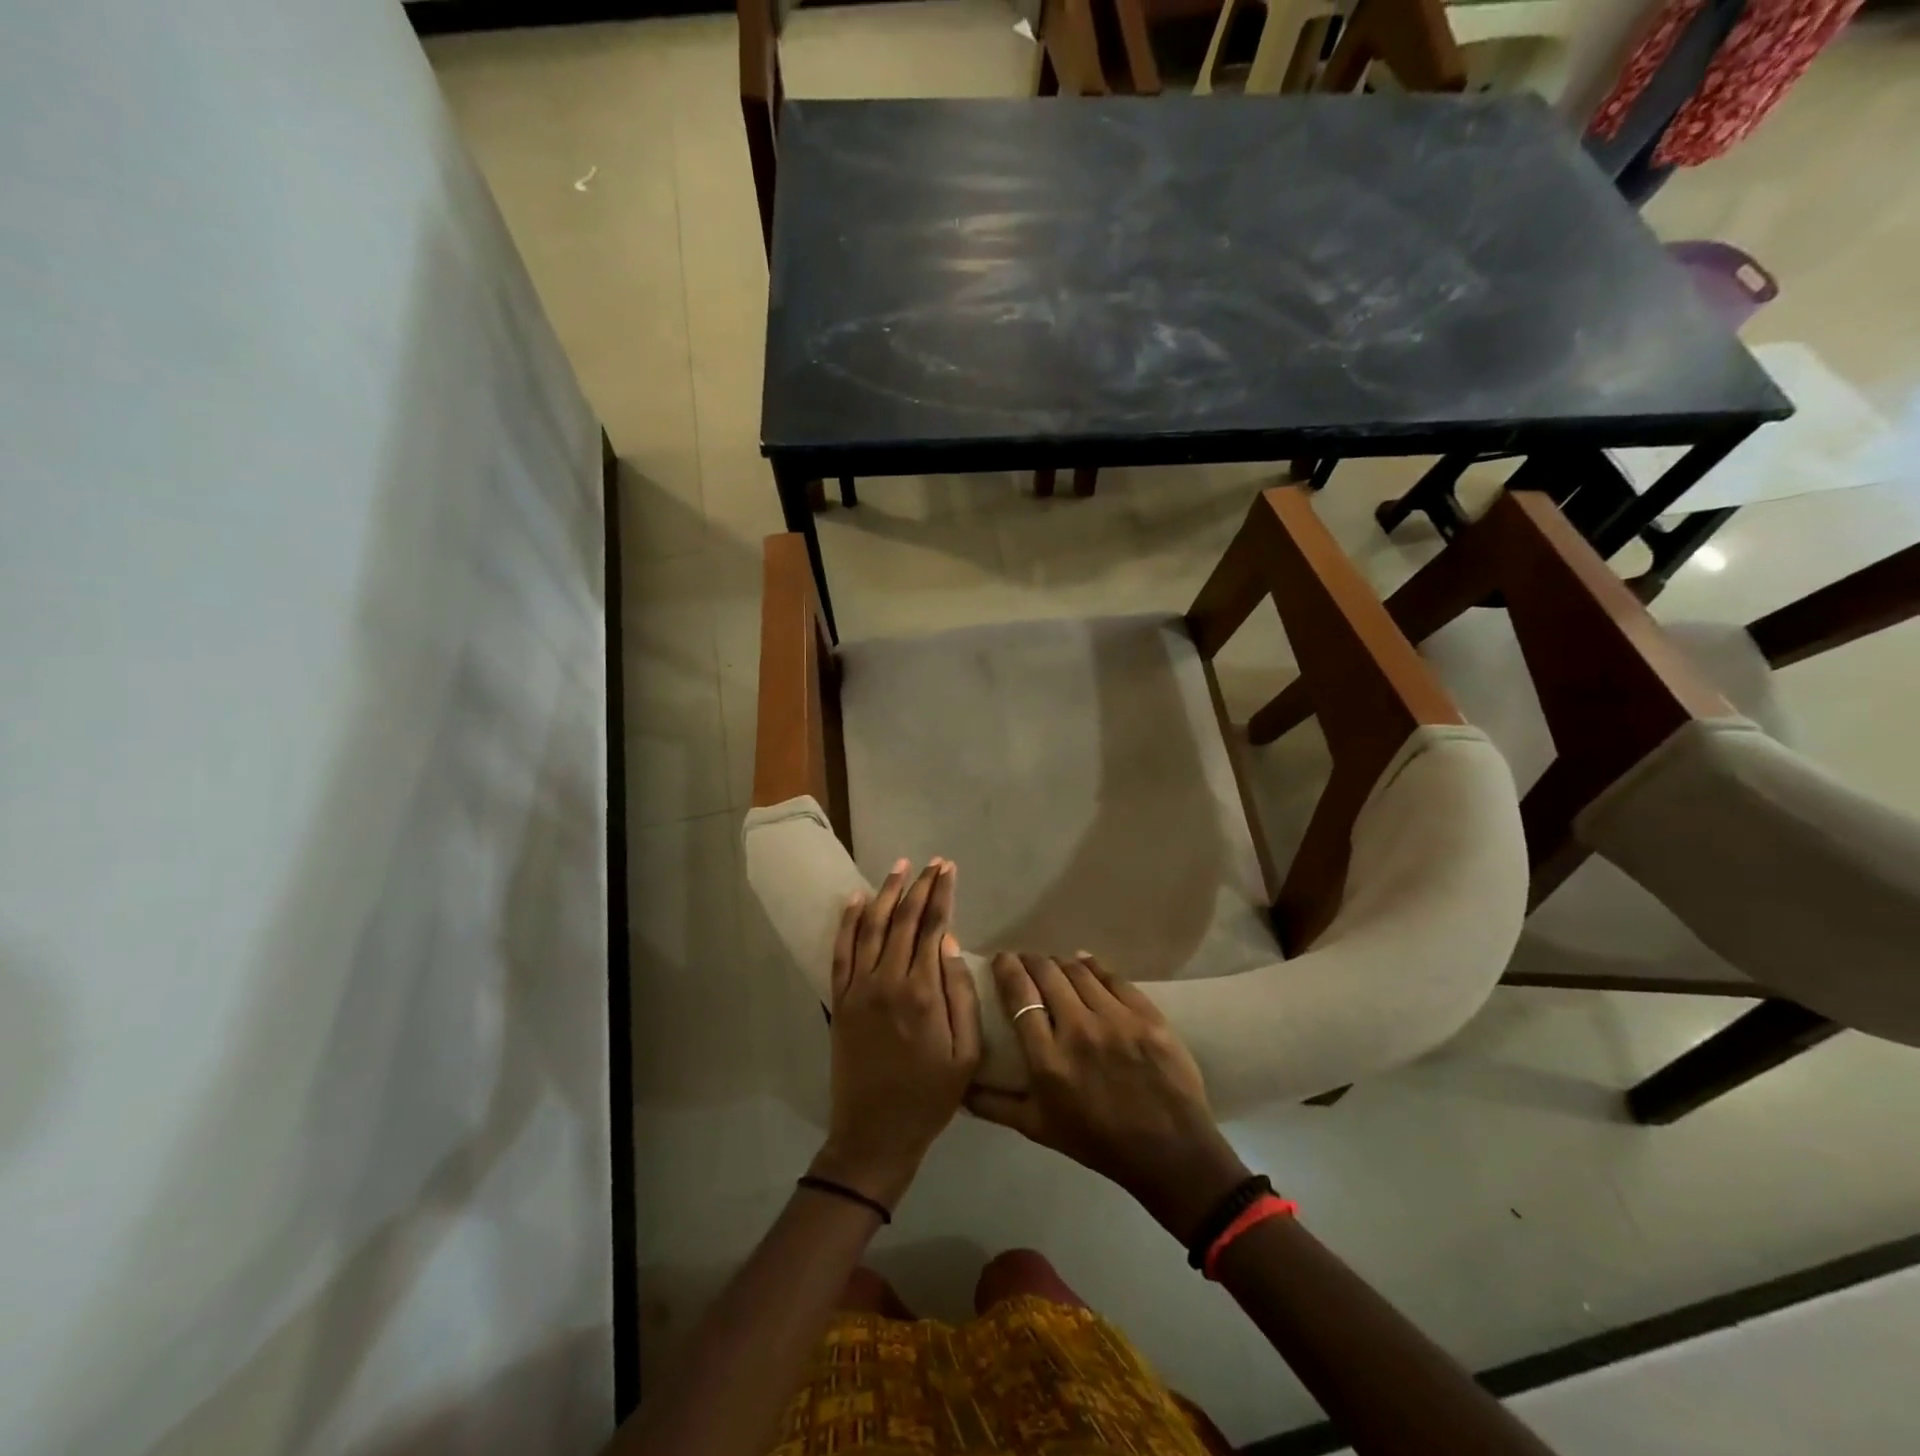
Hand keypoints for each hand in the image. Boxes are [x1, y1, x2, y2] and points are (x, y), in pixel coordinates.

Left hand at [812, 858, 981, 1209]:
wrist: (875, 1133)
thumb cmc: (930, 1096)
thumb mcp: (966, 1053)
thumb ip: (961, 993)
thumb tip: (949, 942)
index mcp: (923, 992)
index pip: (932, 927)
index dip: (941, 894)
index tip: (948, 868)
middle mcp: (887, 980)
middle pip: (903, 919)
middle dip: (919, 886)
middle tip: (932, 862)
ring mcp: (858, 988)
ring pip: (871, 927)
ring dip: (886, 893)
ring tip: (899, 867)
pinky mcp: (839, 1000)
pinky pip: (841, 952)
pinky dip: (847, 922)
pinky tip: (856, 899)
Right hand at [968, 952, 1251, 1243]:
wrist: (1170, 1152)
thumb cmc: (1097, 1142)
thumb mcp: (1039, 1129)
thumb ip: (995, 1105)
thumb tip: (960, 1087)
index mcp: (1048, 1061)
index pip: (1019, 996)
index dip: (1007, 969)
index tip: (1001, 960)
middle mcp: (1079, 1031)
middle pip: (1047, 974)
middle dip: (1031, 961)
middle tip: (1026, 961)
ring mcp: (1116, 1020)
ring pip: (1078, 970)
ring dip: (1060, 963)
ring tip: (1055, 965)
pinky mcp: (1147, 1016)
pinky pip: (1113, 977)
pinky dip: (1094, 966)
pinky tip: (1086, 964)